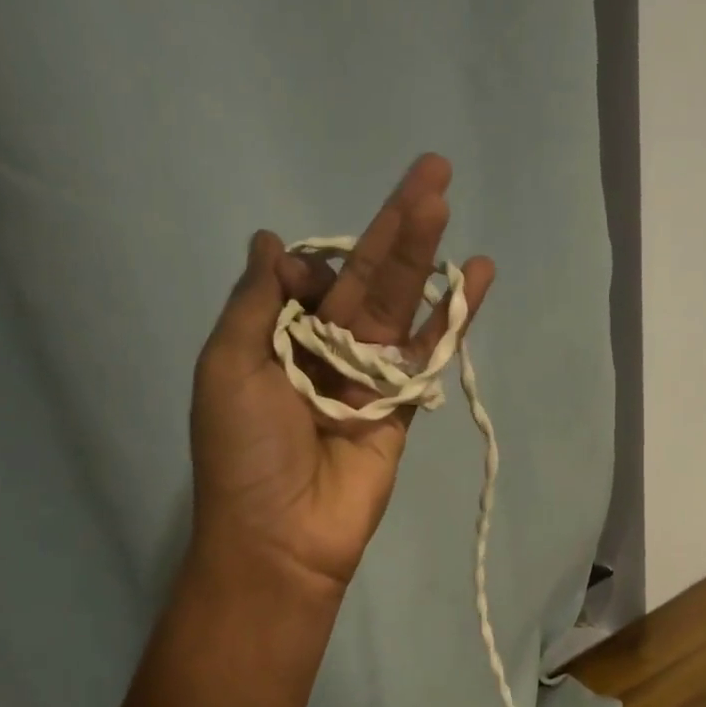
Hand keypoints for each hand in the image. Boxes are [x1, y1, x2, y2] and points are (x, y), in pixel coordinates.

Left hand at [189, 155, 495, 595]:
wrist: (281, 536)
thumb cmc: (244, 450)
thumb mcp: (227, 364)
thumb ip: (255, 300)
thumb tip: (269, 238)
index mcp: (274, 340)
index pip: (308, 279)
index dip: (313, 267)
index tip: (305, 283)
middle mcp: (322, 353)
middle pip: (365, 280)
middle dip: (395, 228)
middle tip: (432, 170)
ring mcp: (365, 380)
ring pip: (399, 308)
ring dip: (424, 258)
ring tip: (448, 200)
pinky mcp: (400, 408)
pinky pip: (425, 355)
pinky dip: (452, 319)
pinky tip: (477, 278)